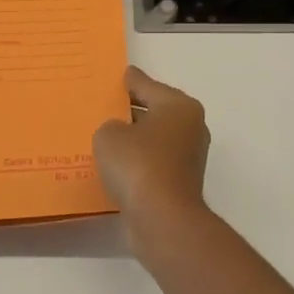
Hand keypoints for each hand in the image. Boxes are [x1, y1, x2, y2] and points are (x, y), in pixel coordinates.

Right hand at [93, 67, 210, 237]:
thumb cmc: (138, 164)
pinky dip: (135, 163)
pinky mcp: (179, 183)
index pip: (148, 85)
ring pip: (153, 139)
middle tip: (103, 106)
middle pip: (154, 111)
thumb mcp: (110, 135)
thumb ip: (111, 125)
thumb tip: (120, 132)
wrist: (162, 219)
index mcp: (179, 106)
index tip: (118, 75)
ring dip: (132, 139)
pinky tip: (112, 166)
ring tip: (103, 136)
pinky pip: (151, 163)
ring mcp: (188, 158)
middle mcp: (190, 127)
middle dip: (130, 110)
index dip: (129, 80)